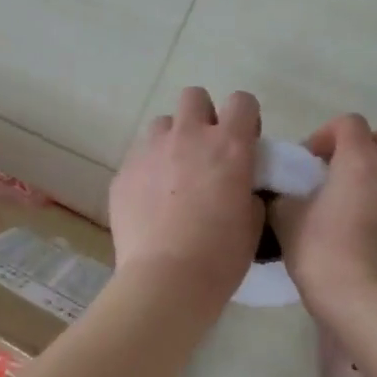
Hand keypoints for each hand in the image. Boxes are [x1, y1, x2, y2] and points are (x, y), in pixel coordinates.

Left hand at [109, 88, 263, 313]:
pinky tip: (151, 202)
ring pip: (162, 124)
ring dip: (172, 141)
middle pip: (194, 97)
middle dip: (202, 117)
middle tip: (205, 153)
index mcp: (229, 145)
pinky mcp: (123, 173)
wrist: (167, 279)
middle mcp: (188, 136)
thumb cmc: (221, 255)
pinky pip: (138, 157)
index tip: (243, 142)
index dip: (244, 118)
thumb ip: (247, 189)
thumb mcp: (252, 221)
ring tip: (173, 176)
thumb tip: (237, 185)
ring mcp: (150, 151)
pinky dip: (148, 170)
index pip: (242, 101)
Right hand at [269, 114, 376, 315]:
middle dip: (363, 151)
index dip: (327, 135)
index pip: (349, 123)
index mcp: (361, 161)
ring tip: (357, 217)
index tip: (310, 162)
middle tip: (338, 180)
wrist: (370, 305)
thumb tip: (285, 195)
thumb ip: (285, 198)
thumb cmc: (324, 255)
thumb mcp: (287, 223)